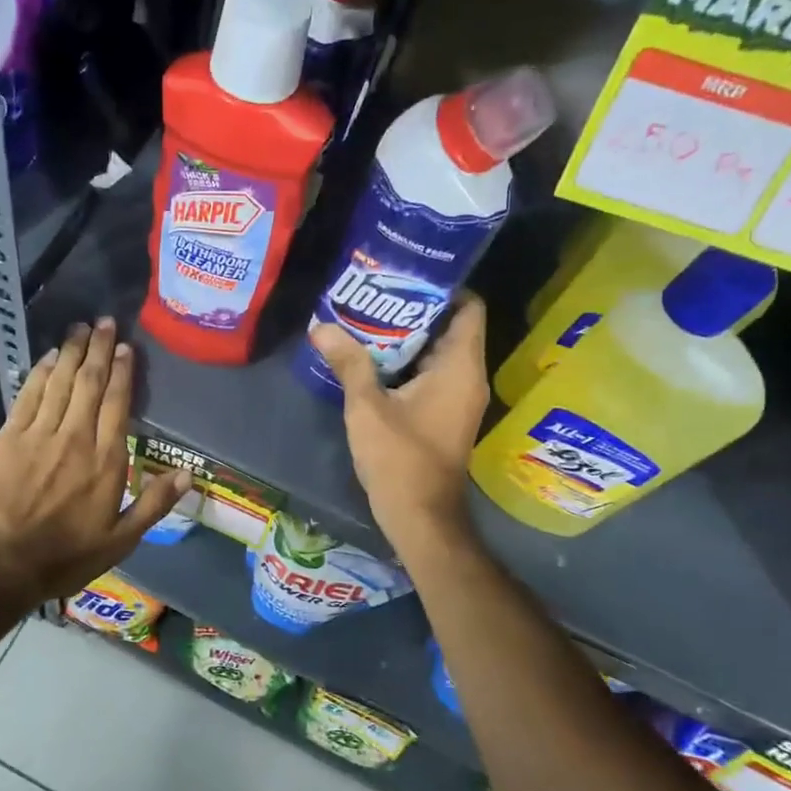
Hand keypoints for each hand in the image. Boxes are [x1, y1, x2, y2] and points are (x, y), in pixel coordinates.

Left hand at [0, 318, 189, 603]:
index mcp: (107, 461)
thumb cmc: (64, 556)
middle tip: (104, 322)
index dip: (122, 372)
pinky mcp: (9, 436)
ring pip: (60, 382)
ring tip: (80, 328)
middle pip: (90, 383)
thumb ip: (154, 504)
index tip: (125, 348)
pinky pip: (29, 394)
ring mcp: (40, 433)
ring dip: (71, 352)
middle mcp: (76, 437)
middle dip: (98, 350)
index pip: (117, 404)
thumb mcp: (121, 541)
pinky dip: (40, 372)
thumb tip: (189, 474)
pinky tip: (49, 356)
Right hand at [310, 295, 489, 558]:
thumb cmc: (400, 458)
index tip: (404, 275)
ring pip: (438, 353)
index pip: (468, 307)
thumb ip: (348, 362)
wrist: (420, 516)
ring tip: (366, 319)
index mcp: (460, 367)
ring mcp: (459, 398)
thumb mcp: (367, 406)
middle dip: (413, 309)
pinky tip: (371, 358)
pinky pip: (431, 375)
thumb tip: (321, 326)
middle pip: (450, 327)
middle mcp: (468, 377)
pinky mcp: (445, 415)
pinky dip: (407, 363)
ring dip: (406, 338)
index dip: (442, 286)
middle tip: (373, 292)